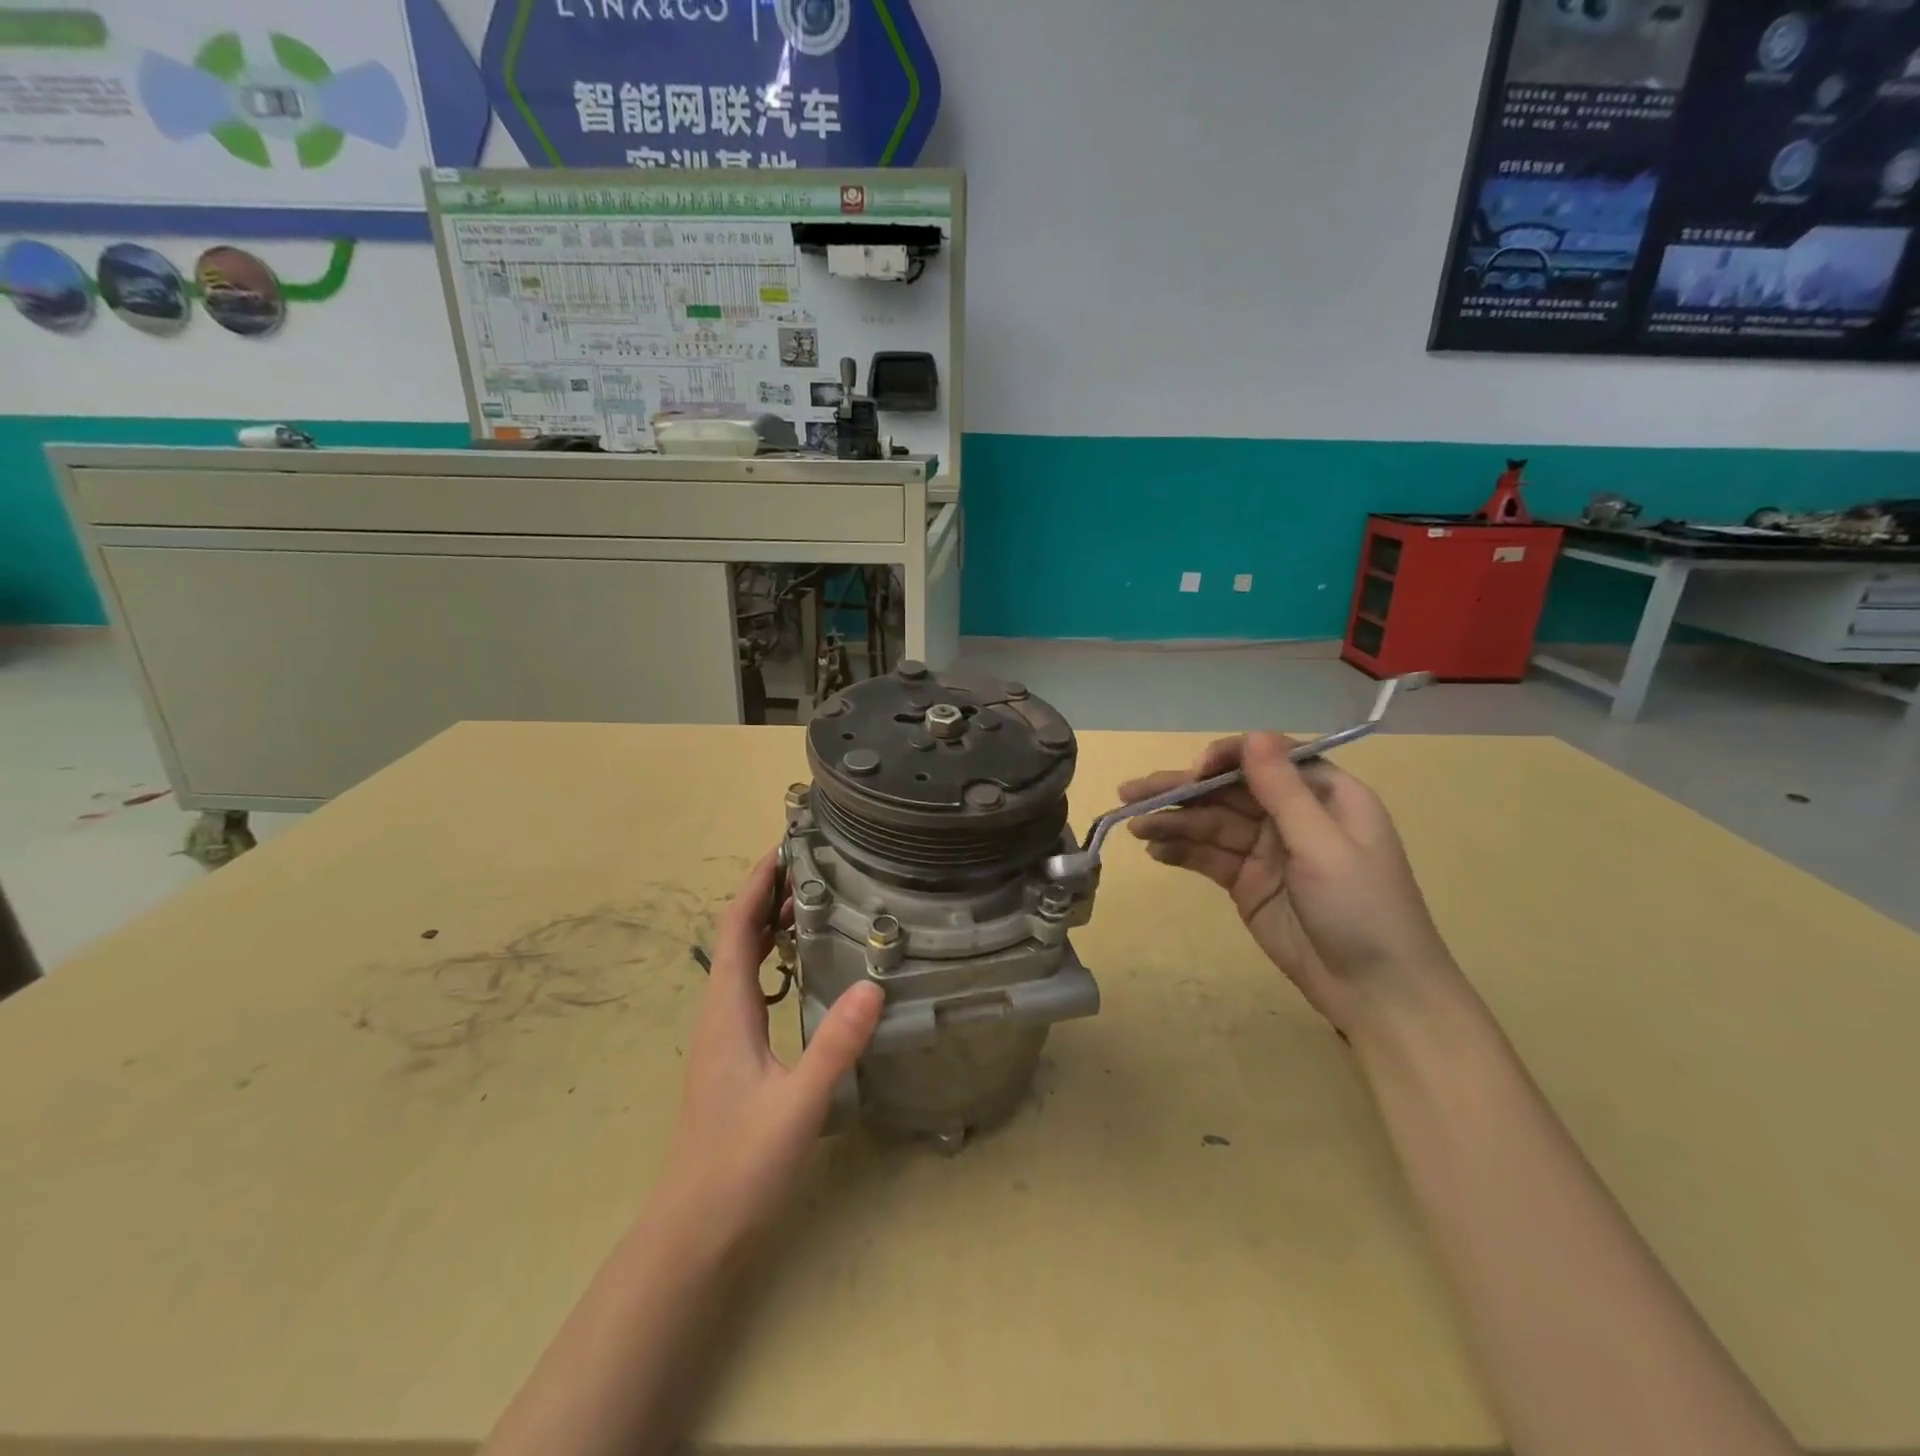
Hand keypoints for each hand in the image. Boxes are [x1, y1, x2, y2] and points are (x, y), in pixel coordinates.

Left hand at [657, 852, 883, 1242]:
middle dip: (766, 896)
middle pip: (737, 936)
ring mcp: (722, 1034)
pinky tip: (803, 970)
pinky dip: (773, 960)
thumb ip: (835, 1045)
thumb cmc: (740, 1163)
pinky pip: (750, 986)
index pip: (736, 928)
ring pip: (743, 961)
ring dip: (769, 926)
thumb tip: (874, 984)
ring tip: (813, 904)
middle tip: (813, 867)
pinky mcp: (731, 1054)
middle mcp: (718, 1012)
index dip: (755, 885)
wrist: (694, 1228)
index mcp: (726, 1010)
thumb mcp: (797, 1103)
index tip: (783, 847)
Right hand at [1119, 733, 1456, 1035]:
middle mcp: (1292, 815)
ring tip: (1134, 827)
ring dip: (1172, 822)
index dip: (1224, 760)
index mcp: (1324, 795)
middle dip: (1181, 790)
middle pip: (1228, 791)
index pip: (1265, 760)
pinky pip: (1208, 857)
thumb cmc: (1363, 910)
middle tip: (1129, 793)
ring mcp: (1266, 851)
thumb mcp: (1324, 846)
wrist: (1377, 994)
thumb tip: (1252, 735)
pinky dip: (1181, 852)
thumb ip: (1283, 792)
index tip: (1192, 775)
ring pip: (1211, 824)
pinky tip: (1154, 851)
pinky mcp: (1247, 884)